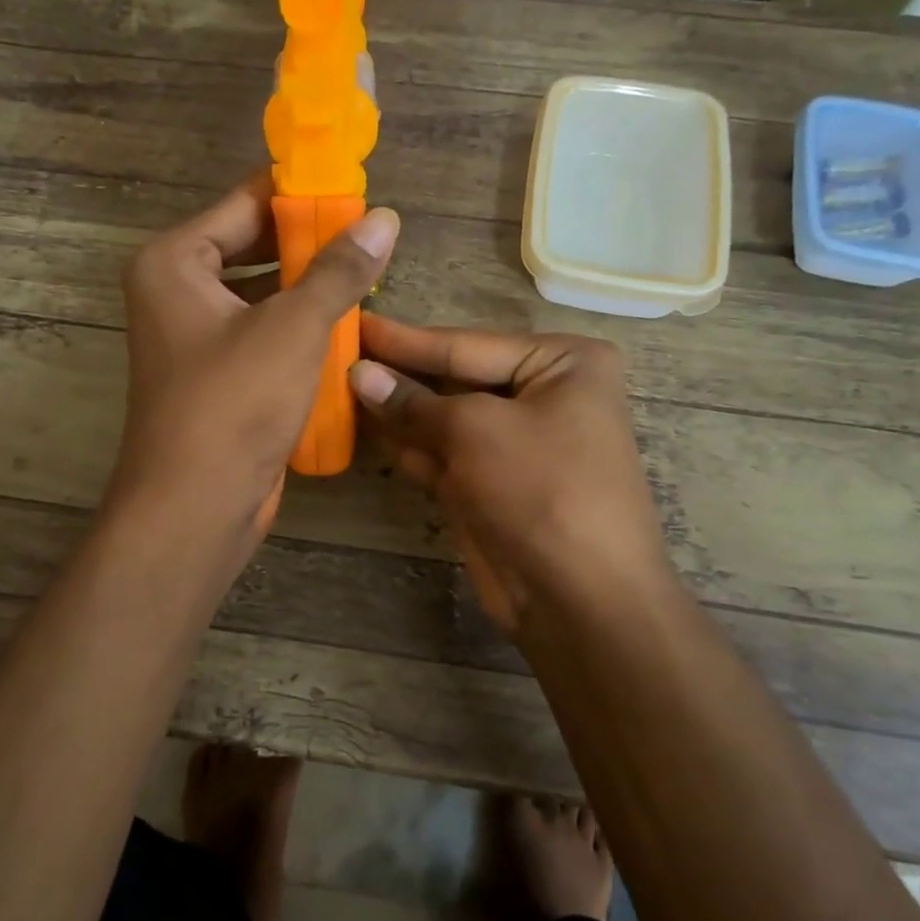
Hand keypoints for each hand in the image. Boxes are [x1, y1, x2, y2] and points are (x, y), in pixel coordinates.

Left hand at [110, 173, 398, 543]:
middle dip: (309, 243)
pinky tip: (345, 324)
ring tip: (368, 274)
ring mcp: (193, 336)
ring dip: (308, 286)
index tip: (355, 188)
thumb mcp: (293, 327)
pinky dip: (297, 326)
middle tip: (371, 235)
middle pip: (252, 246)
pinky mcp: (215, 374)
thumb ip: (338, 270)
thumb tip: (383, 219)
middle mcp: (175, 291)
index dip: (301, 194)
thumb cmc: (234, 403)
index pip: (245, 203)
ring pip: (260, 293)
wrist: (195, 505)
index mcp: (174, 262)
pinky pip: (261, 332)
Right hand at [349, 316, 671, 630]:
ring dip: (398, 410)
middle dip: (401, 374)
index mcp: (563, 363)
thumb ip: (413, 401)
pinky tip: (365, 428)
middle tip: (339, 356)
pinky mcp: (493, 483)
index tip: (356, 321)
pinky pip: (444, 453)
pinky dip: (409, 445)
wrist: (581, 598)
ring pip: (445, 418)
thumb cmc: (540, 489)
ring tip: (339, 388)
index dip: (406, 339)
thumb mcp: (475, 431)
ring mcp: (518, 443)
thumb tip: (359, 374)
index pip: (467, 343)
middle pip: (456, 377)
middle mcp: (544, 395)